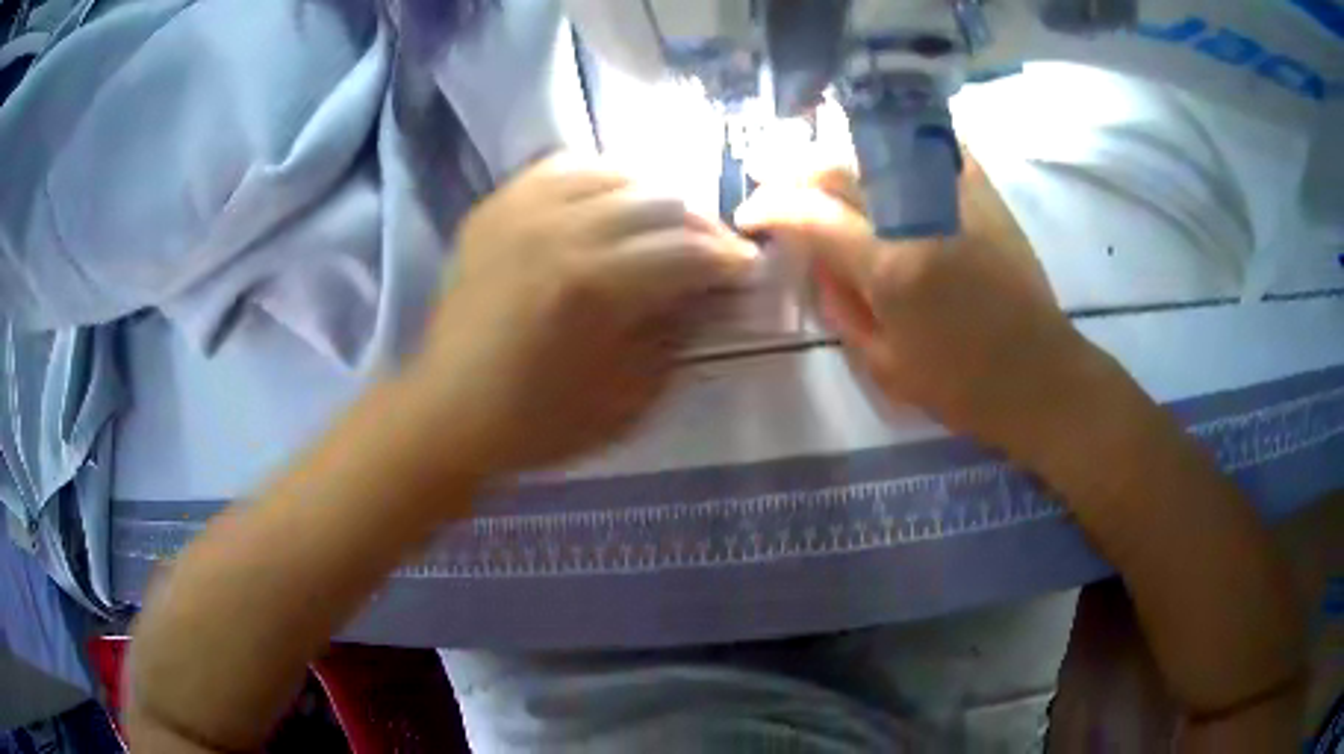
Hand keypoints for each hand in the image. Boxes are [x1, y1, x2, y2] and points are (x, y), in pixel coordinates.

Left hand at [413, 153, 757, 474]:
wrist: (448, 412)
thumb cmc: (538, 422)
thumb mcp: (627, 400)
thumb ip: (676, 337)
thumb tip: (709, 294)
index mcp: (592, 286)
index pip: (685, 251)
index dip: (728, 258)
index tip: (747, 268)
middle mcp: (558, 230)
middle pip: (656, 200)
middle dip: (700, 223)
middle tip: (714, 249)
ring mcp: (520, 211)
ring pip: (613, 171)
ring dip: (655, 194)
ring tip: (667, 222)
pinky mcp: (495, 208)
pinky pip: (561, 166)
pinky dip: (599, 176)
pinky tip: (611, 199)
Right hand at [735, 151, 1093, 449]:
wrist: (1041, 378)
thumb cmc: (963, 387)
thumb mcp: (886, 366)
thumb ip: (842, 307)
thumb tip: (815, 261)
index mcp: (892, 267)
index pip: (812, 216)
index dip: (769, 208)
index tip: (749, 214)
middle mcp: (920, 217)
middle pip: (841, 167)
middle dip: (795, 171)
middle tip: (778, 186)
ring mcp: (957, 197)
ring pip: (881, 148)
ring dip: (839, 153)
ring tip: (820, 169)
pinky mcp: (985, 195)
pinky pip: (935, 147)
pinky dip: (902, 142)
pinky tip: (884, 147)